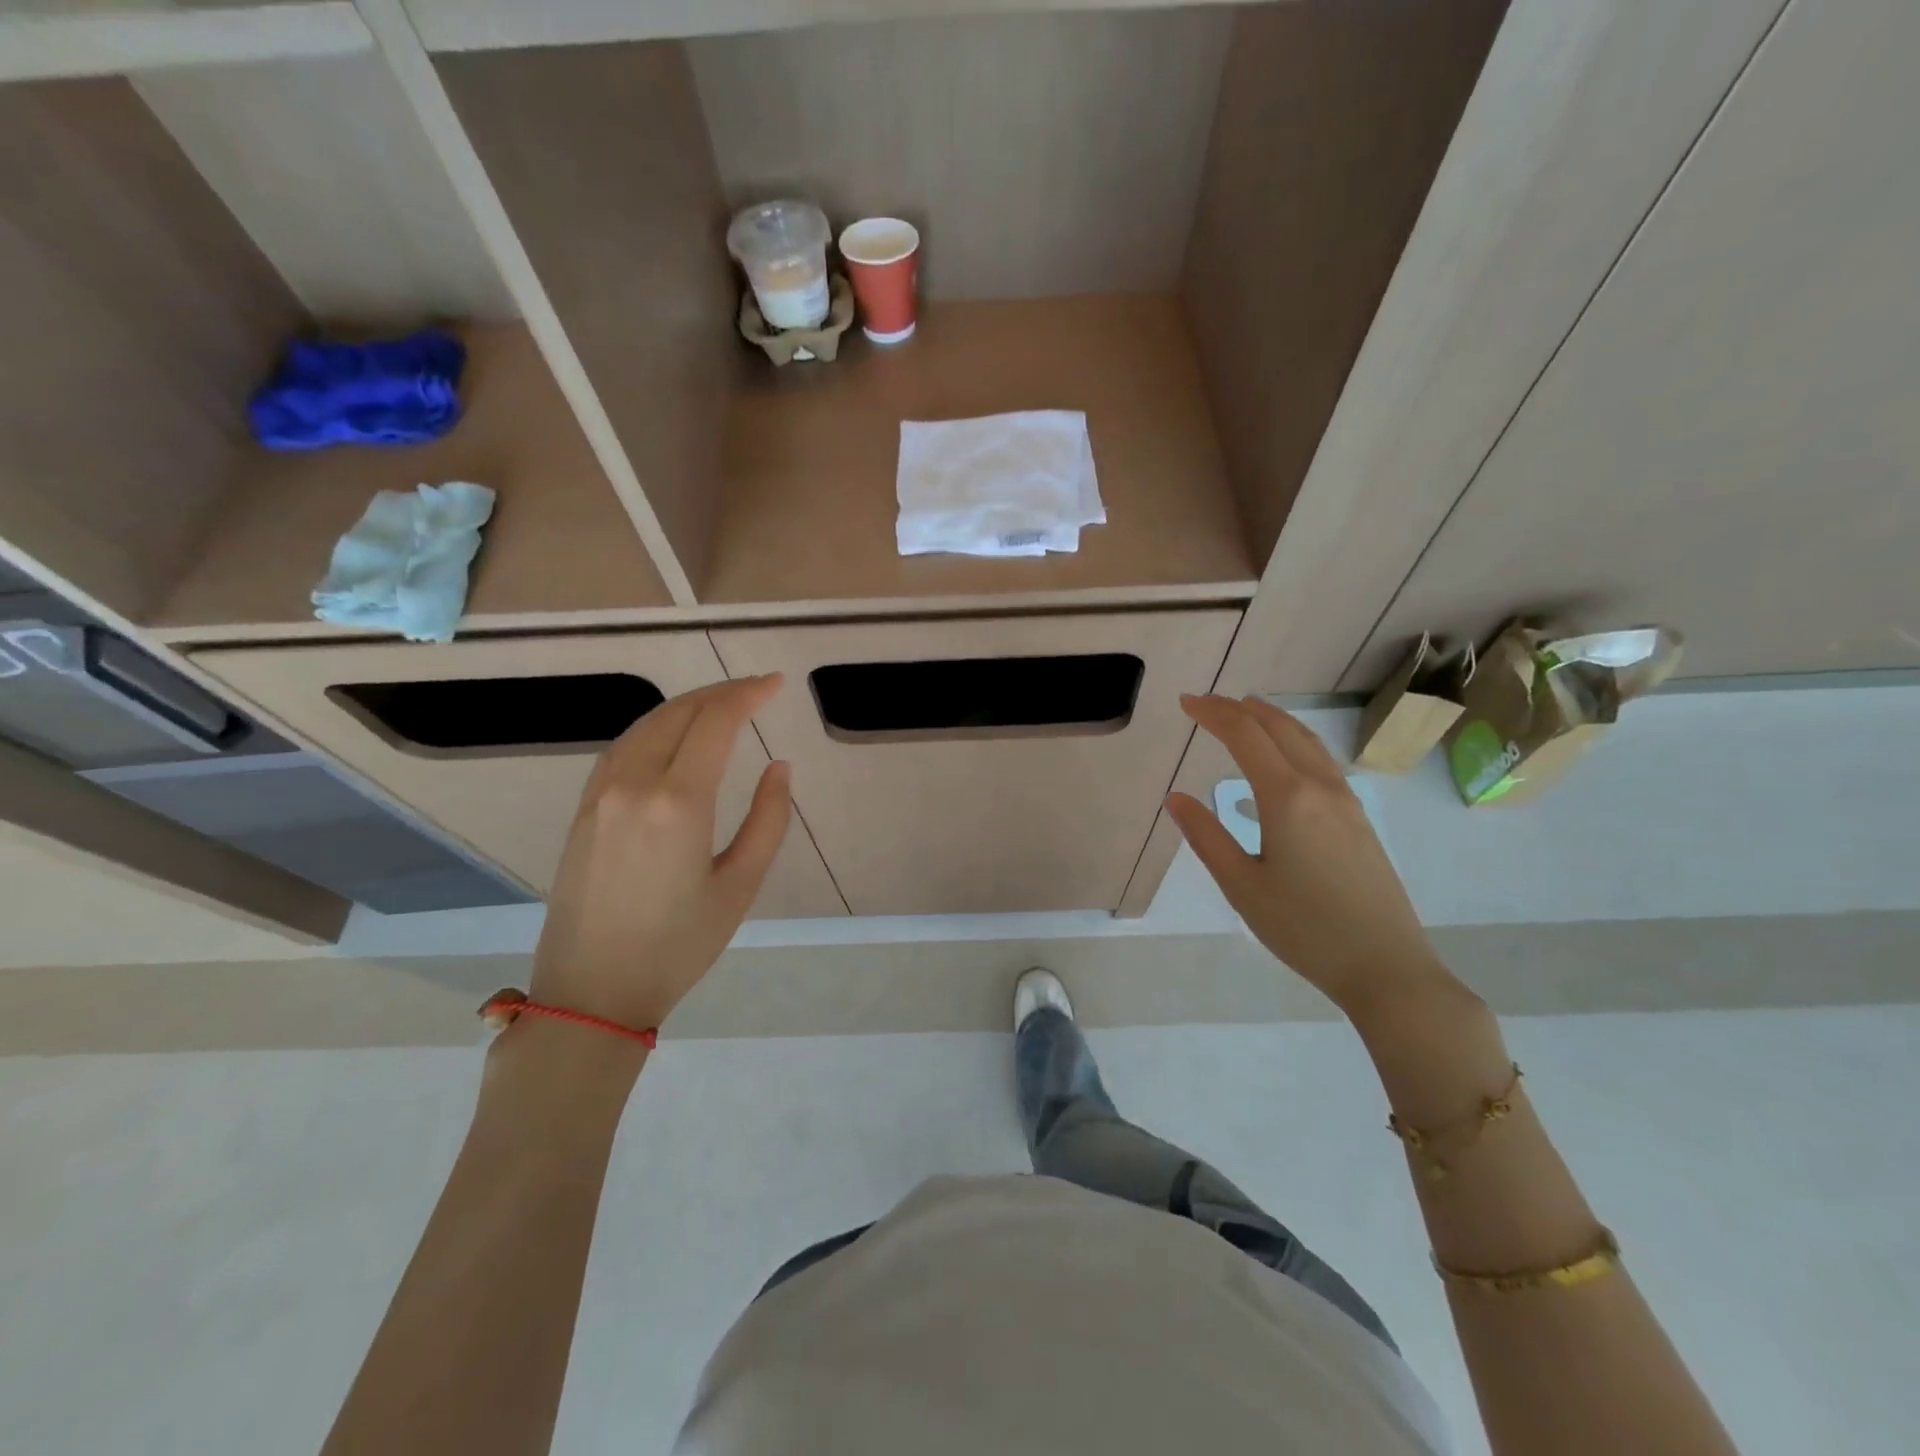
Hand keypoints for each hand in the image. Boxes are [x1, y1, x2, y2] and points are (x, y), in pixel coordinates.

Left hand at [529, 675, 790, 1031]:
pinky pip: (622, 748)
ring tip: (722, 706)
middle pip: (679, 713)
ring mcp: (600, 794)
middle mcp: (633, 784)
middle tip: (757, 690)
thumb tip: (778, 767)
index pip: (715, 722)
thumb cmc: (679, 945)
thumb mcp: (740, 886)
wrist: (592, 992)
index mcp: (678, 802)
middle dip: (721, 693)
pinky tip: (674, 736)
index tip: (775, 684)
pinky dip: (656, 728)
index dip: (748, 694)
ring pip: (646, 725)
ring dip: (687, 706)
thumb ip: (768, 820)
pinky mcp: (583, 809)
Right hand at [1164, 695, 1447, 1015]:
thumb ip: (1207, 837)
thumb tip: (1177, 799)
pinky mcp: (1358, 818)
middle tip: (1207, 703)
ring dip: (1272, 720)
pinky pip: (1321, 760)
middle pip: (1279, 728)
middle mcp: (1319, 787)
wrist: (1385, 966)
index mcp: (1286, 798)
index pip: (1245, 736)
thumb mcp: (1242, 886)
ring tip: (1245, 712)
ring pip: (1306, 741)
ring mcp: (1346, 801)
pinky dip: (1294, 741)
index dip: (1213, 714)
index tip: (1186, 702)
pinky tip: (1283, 759)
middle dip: (1240, 709)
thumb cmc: (1303, 929)